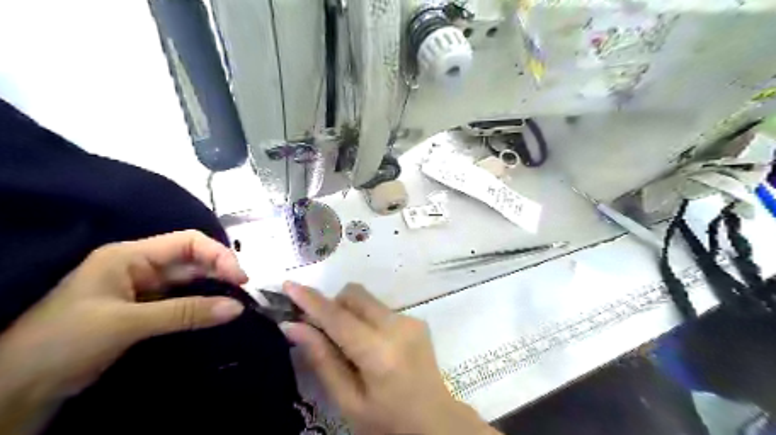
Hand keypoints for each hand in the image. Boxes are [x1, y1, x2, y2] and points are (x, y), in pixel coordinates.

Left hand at [0, 231, 244, 431]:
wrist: (17, 387)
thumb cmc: (65, 341)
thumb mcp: (127, 323)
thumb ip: (186, 313)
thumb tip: (237, 308)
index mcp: (131, 255)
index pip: (188, 242)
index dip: (218, 255)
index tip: (240, 278)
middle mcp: (140, 266)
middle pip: (192, 259)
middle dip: (220, 271)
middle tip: (244, 291)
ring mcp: (143, 288)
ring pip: (190, 280)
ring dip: (214, 287)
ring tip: (237, 300)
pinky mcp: (145, 308)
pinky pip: (183, 299)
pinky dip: (202, 304)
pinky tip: (217, 311)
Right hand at [282, 283, 500, 434]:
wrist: (435, 421)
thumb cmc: (387, 421)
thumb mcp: (348, 401)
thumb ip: (322, 360)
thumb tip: (293, 327)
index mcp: (380, 352)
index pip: (339, 317)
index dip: (311, 300)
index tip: (289, 285)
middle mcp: (398, 326)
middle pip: (355, 295)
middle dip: (333, 305)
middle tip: (320, 329)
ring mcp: (411, 320)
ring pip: (367, 299)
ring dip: (349, 312)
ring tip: (349, 344)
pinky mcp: (416, 320)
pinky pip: (380, 309)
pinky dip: (366, 318)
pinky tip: (370, 345)